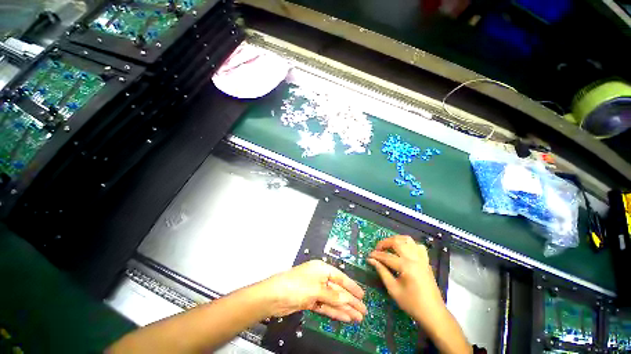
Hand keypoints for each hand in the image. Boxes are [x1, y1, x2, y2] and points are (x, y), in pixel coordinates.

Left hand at [261, 260, 366, 321]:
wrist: (275, 296)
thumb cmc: (297, 285)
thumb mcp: (317, 289)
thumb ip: (333, 295)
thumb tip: (348, 300)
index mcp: (322, 269)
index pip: (340, 277)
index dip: (352, 286)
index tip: (362, 295)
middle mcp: (320, 278)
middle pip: (338, 290)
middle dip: (351, 301)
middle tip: (363, 311)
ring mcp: (315, 290)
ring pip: (333, 300)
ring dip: (345, 308)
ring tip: (358, 317)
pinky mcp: (311, 301)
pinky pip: (326, 306)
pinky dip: (335, 312)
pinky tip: (345, 317)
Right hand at [367, 235, 442, 324]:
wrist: (433, 313)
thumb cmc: (412, 303)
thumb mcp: (393, 289)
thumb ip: (382, 272)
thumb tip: (371, 260)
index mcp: (406, 266)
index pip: (387, 256)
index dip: (376, 255)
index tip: (369, 256)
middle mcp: (414, 258)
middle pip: (397, 242)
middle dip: (384, 243)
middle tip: (377, 249)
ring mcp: (422, 258)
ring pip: (407, 240)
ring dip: (396, 240)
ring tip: (389, 246)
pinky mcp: (426, 261)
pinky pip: (417, 246)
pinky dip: (409, 244)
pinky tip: (404, 250)